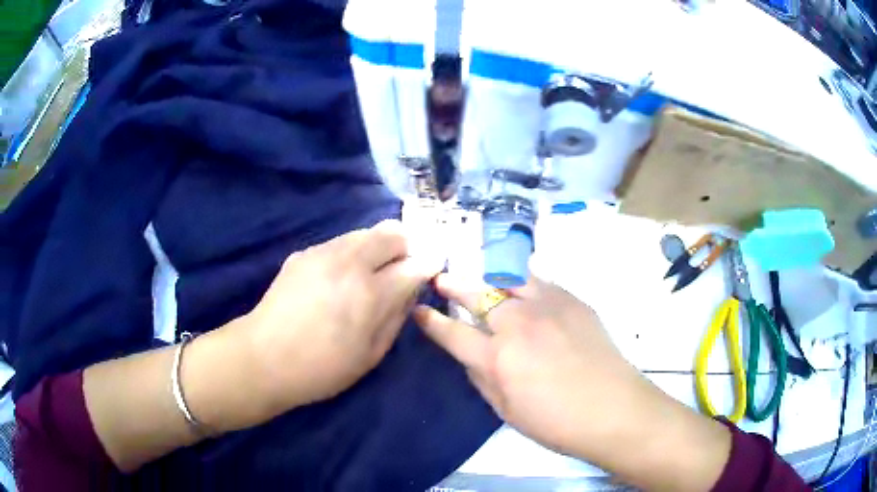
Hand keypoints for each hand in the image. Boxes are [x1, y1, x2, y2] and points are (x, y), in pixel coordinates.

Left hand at [247, 220, 440, 413]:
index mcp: (371, 294)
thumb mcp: (371, 355)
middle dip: (405, 247)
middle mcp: (350, 263)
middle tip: (401, 269)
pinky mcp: (304, 253)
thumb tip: (411, 291)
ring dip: (377, 246)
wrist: (263, 358)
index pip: (415, 265)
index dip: (427, 266)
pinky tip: (339, 277)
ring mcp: (323, 253)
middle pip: (392, 233)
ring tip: (369, 272)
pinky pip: (339, 242)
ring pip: (365, 232)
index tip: (429, 272)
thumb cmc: (322, 368)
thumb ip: (396, 317)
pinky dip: (351, 252)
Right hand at [414, 274, 730, 490]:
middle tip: (441, 278)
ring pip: (509, 277)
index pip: (453, 332)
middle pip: (478, 293)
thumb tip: (471, 356)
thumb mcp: (506, 411)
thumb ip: (482, 379)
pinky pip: (540, 281)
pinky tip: (522, 287)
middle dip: (453, 285)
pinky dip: (523, 281)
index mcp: (498, 358)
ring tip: (480, 276)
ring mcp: (548, 306)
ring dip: (488, 276)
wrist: (614, 409)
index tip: (418, 309)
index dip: (431, 321)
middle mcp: (519, 323)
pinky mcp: (573, 300)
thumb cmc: (556, 422)